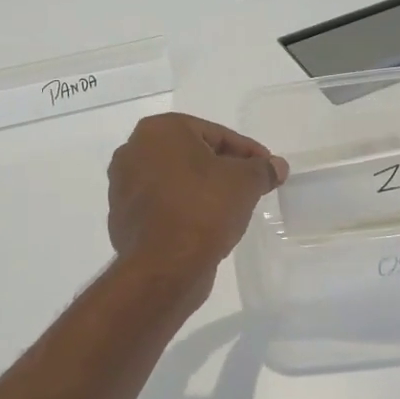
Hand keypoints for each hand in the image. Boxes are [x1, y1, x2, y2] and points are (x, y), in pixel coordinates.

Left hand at [107, 114, 286, 284]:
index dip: (247, 151)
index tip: (267, 167)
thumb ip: (262, 169)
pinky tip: (206, 224)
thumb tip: (277, 166)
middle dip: (223, 167)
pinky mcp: (123, 216)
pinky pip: (163, 204)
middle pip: (192, 154)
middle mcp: (133, 150)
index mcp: (159, 130)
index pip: (215, 134)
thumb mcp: (244, 183)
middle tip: (251, 185)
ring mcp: (123, 185)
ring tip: (231, 206)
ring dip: (203, 188)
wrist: (164, 267)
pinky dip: (184, 208)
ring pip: (176, 179)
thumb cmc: (203, 209)